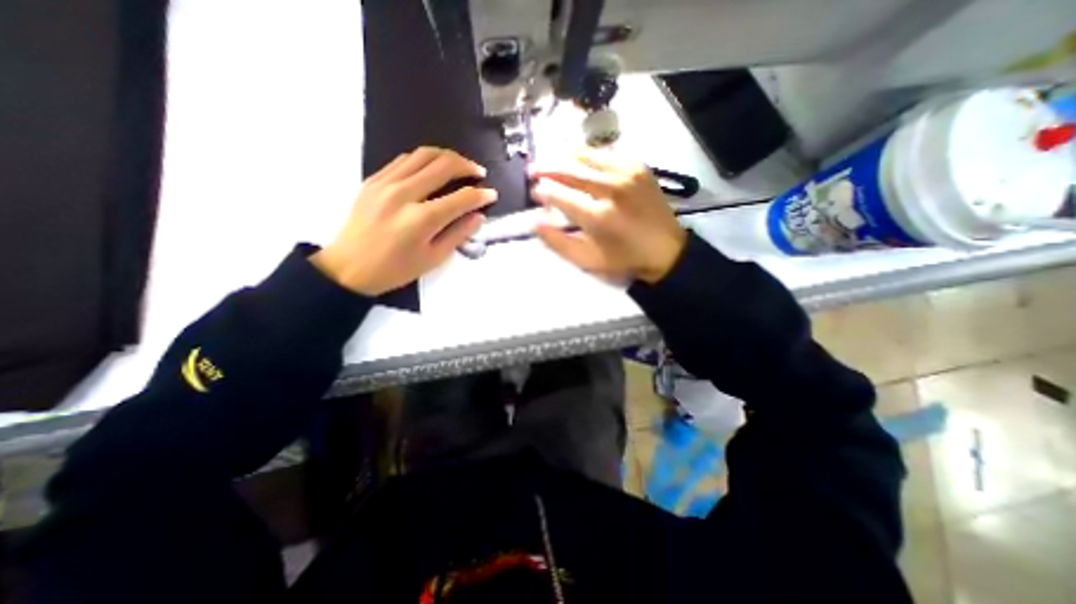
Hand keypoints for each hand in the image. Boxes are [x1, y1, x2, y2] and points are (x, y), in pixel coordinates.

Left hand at [311, 146, 493, 293]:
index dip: (481, 195)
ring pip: (423, 155)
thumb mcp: (433, 259)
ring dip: (447, 156)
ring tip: (460, 165)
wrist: (349, 267)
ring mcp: (386, 183)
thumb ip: (458, 234)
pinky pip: (404, 159)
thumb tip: (478, 216)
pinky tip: (432, 168)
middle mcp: (404, 194)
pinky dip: (424, 159)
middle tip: (479, 173)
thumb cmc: (395, 269)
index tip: (492, 194)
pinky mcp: (374, 179)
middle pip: (443, 165)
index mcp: (422, 219)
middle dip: (467, 166)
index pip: (461, 198)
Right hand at [530, 148, 689, 282]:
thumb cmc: (624, 259)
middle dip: (547, 168)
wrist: (666, 250)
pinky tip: (579, 159)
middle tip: (532, 170)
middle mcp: (612, 189)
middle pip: (571, 169)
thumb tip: (535, 222)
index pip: (560, 195)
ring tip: (550, 158)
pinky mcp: (639, 167)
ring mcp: (627, 173)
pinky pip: (607, 153)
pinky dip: (589, 155)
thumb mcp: (588, 260)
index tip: (533, 192)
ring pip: (588, 155)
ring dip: (565, 156)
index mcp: (598, 216)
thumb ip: (558, 242)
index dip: (543, 192)